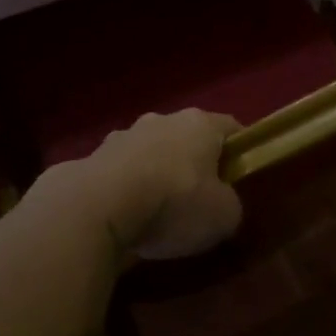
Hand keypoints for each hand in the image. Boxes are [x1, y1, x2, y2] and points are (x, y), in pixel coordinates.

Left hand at [84, 109, 243, 259]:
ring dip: (157, 173)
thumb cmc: (174, 203)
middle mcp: (162, 119)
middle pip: (188, 138)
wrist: (98, 206)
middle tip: (200, 199)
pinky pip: (122, 171)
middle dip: (194, 163)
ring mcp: (124, 134)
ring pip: (151, 152)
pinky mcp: (94, 156)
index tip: (241, 177)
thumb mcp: (224, 216)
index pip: (231, 128)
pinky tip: (127, 216)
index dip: (240, 151)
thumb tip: (222, 204)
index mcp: (200, 124)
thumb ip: (230, 205)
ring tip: (158, 212)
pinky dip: (128, 188)